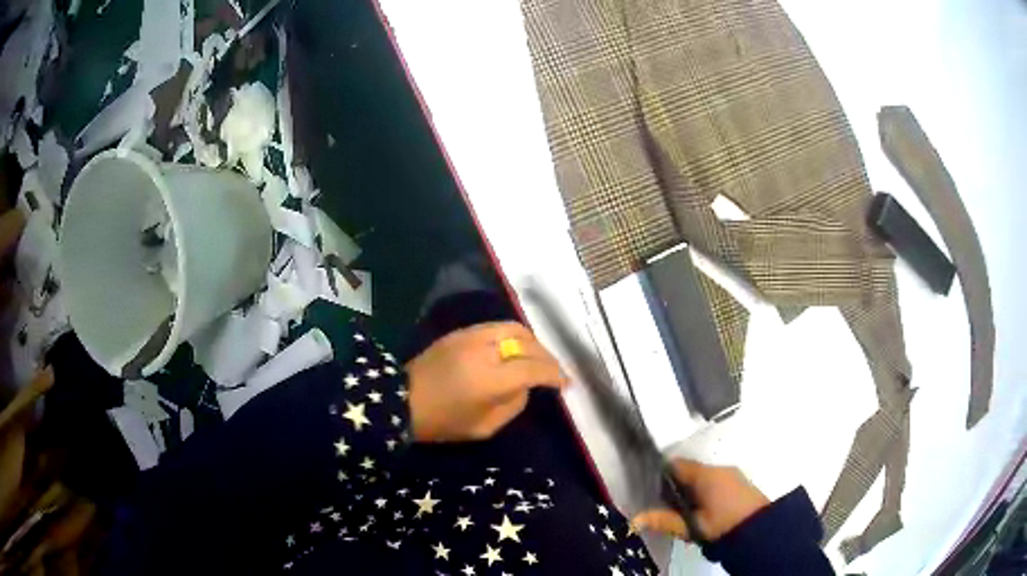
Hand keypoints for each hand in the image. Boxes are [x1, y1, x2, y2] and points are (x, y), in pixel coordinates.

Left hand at [406, 322, 568, 441]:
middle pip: (528, 343)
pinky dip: (514, 336)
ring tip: (538, 357)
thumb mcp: (484, 427)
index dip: (554, 374)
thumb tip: (526, 387)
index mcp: (490, 379)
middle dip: (547, 357)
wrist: (402, 400)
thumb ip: (513, 405)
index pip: (533, 368)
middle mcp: (484, 351)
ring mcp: (471, 336)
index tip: (566, 383)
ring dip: (533, 342)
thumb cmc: (443, 422)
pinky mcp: (461, 332)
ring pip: (514, 328)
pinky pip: (496, 327)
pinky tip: (516, 349)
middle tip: (554, 371)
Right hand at [632, 459, 768, 541]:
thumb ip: (665, 520)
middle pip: (689, 470)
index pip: (676, 465)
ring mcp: (731, 473)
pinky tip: (701, 507)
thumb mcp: (691, 526)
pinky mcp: (739, 481)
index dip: (661, 473)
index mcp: (704, 475)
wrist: (759, 528)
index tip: (651, 487)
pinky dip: (705, 489)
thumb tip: (635, 519)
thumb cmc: (722, 524)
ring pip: (703, 476)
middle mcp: (718, 468)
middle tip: (665, 503)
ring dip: (692, 488)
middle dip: (677, 484)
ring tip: (682, 508)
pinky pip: (715, 480)